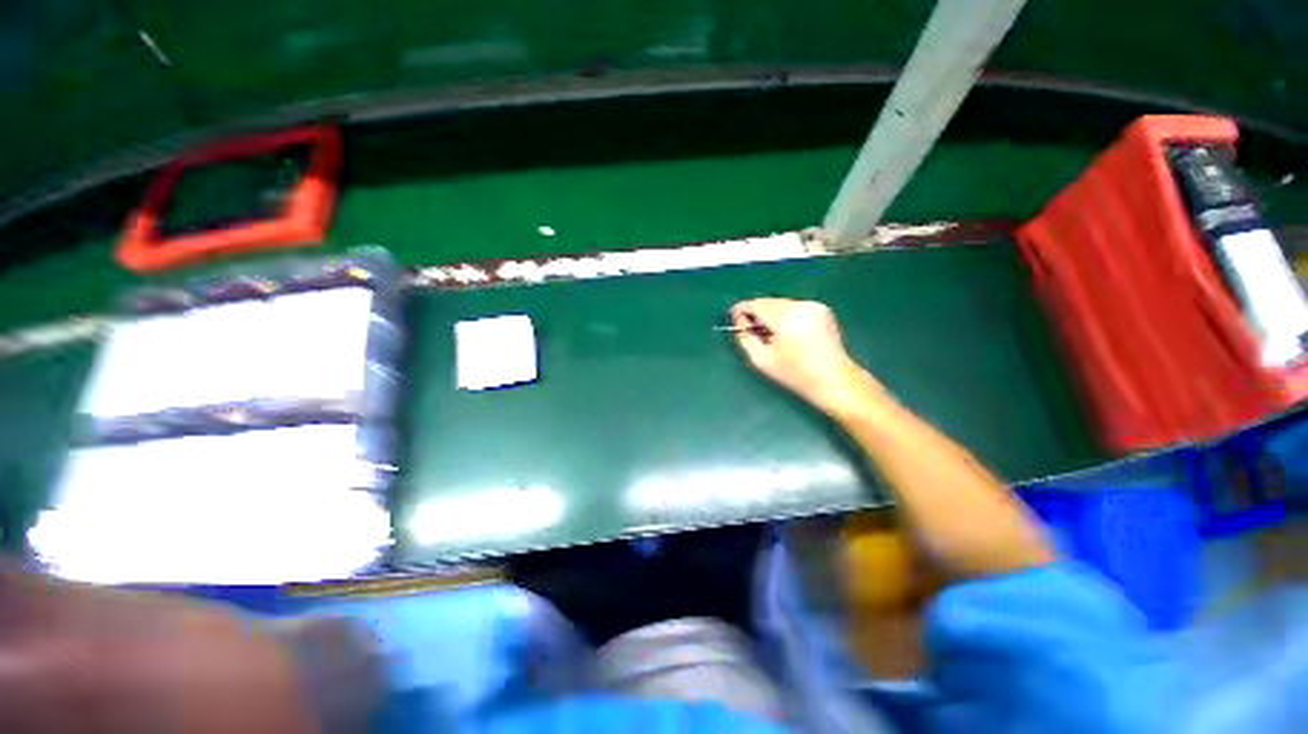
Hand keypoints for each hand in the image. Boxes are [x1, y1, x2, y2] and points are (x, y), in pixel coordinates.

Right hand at [730, 298, 884, 415]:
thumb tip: (739, 321)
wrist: (834, 380)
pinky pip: (794, 306)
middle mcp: (800, 306)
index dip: (742, 310)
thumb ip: (745, 337)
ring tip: (770, 334)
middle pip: (768, 301)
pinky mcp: (822, 309)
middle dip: (757, 313)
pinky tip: (787, 332)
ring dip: (771, 314)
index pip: (756, 304)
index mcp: (785, 318)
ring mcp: (814, 306)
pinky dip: (785, 315)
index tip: (734, 320)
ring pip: (780, 303)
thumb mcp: (761, 360)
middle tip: (751, 331)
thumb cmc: (795, 374)